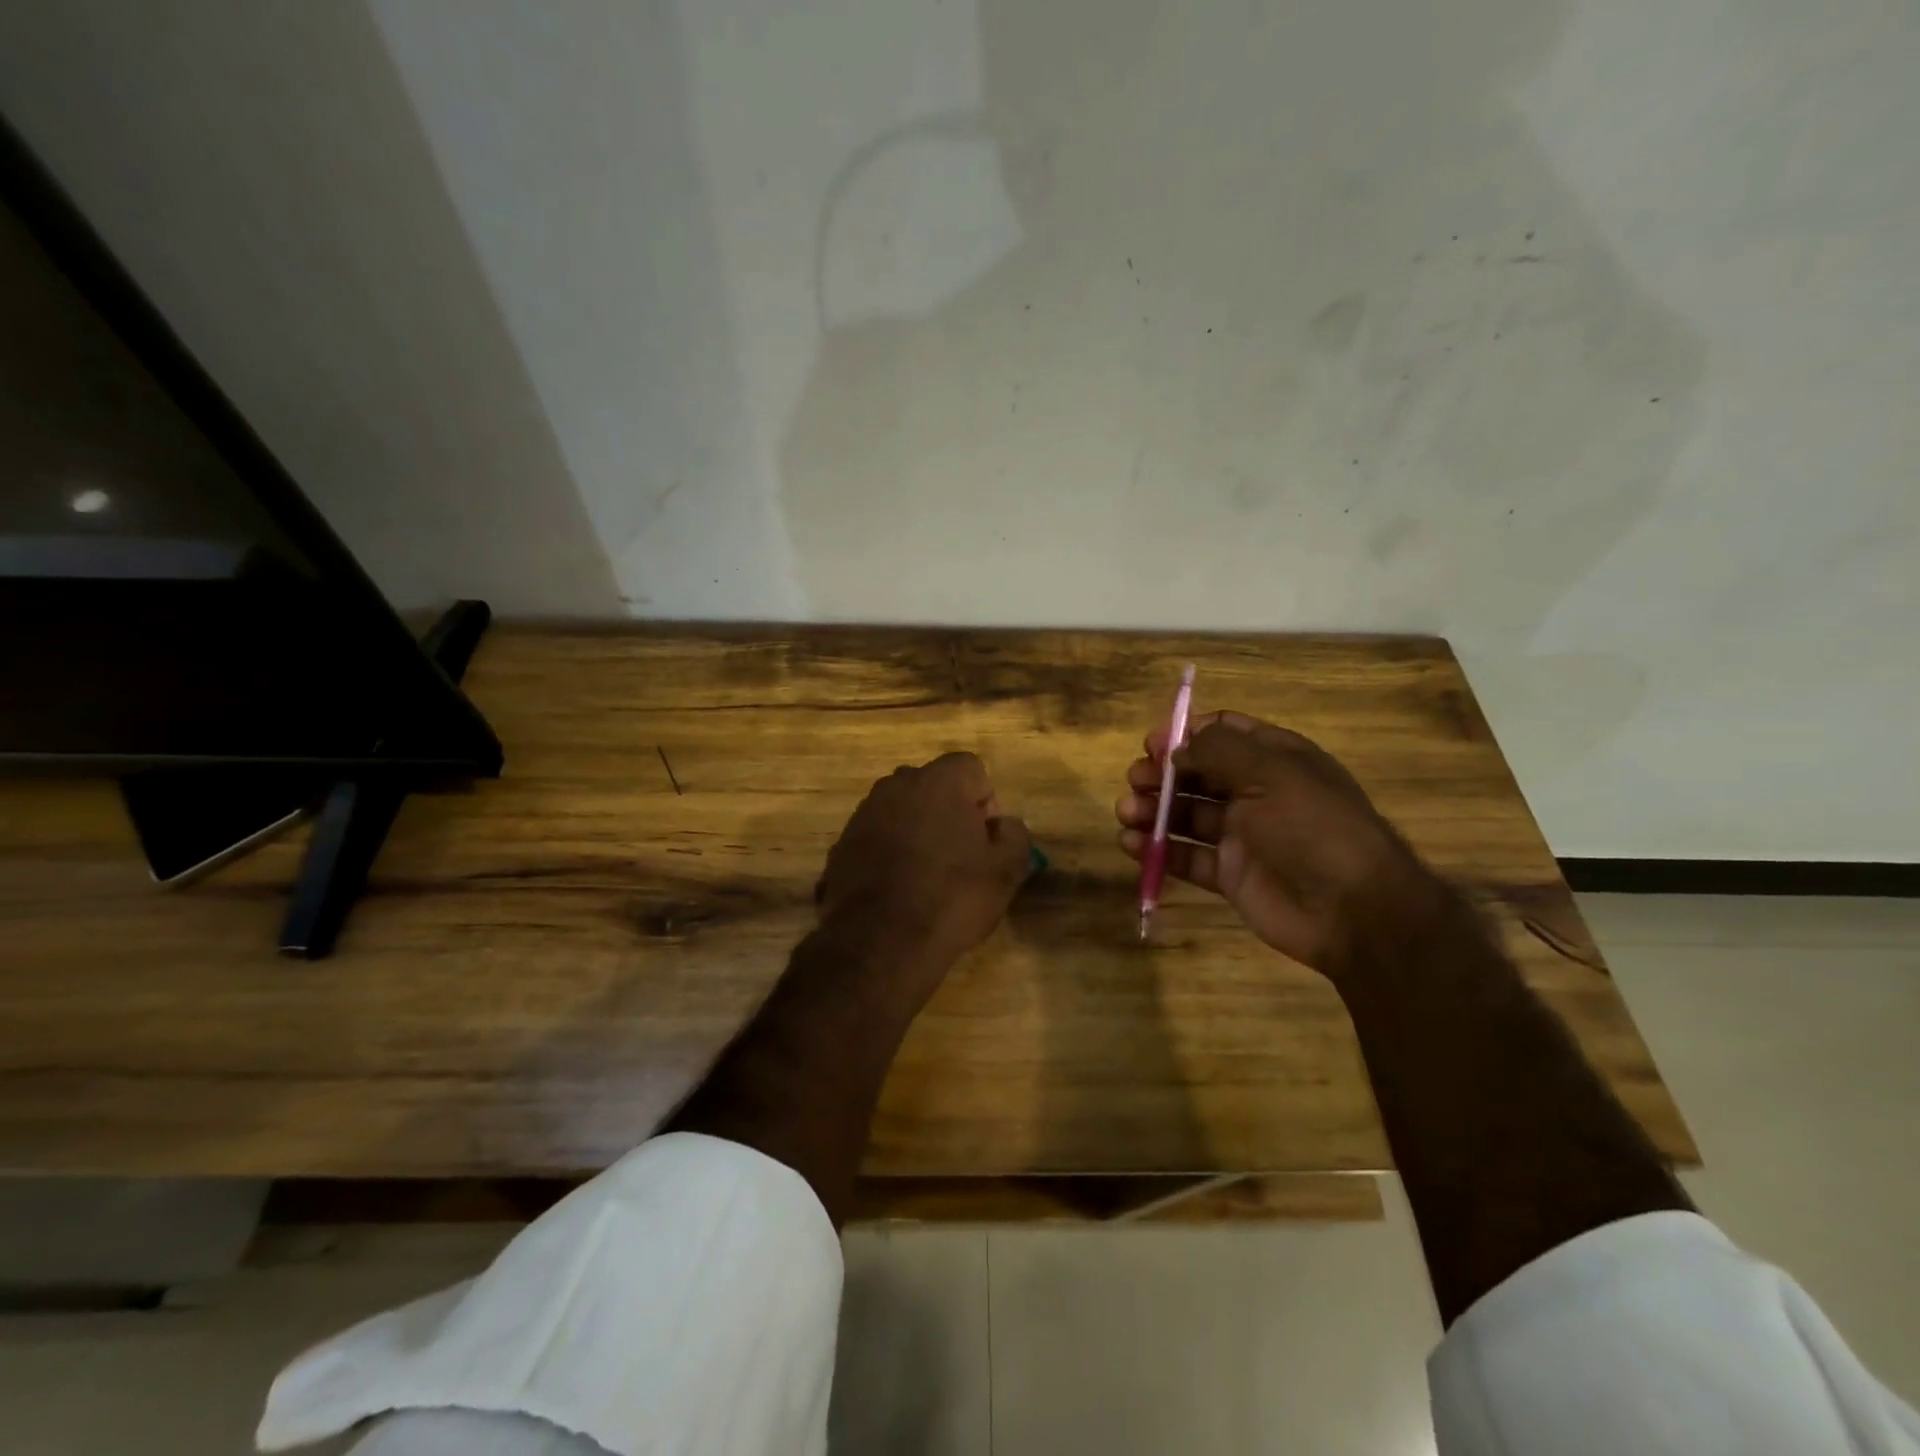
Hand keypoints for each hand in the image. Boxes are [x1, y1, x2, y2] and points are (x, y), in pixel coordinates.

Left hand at [819, 752, 1032, 966]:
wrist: (879, 943)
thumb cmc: (951, 898)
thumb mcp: (1006, 872)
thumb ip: (1015, 836)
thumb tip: (1005, 825)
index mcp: (939, 781)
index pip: (971, 768)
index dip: (985, 801)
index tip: (985, 839)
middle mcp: (897, 785)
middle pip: (934, 786)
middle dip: (950, 812)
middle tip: (961, 856)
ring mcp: (864, 813)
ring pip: (902, 810)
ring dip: (917, 831)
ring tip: (927, 876)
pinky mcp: (842, 843)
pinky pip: (877, 835)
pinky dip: (889, 852)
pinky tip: (898, 889)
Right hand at [1115, 711, 1445, 972]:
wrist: (1353, 910)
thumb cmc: (1313, 827)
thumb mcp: (1270, 773)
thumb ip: (1218, 751)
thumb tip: (1177, 748)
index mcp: (1275, 759)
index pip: (1224, 734)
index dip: (1186, 734)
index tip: (1153, 744)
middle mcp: (1256, 792)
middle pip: (1198, 774)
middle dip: (1162, 774)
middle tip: (1135, 780)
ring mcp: (1243, 835)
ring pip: (1187, 815)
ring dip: (1153, 810)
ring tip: (1126, 813)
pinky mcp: (1231, 875)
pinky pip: (1188, 857)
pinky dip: (1158, 850)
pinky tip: (1132, 845)